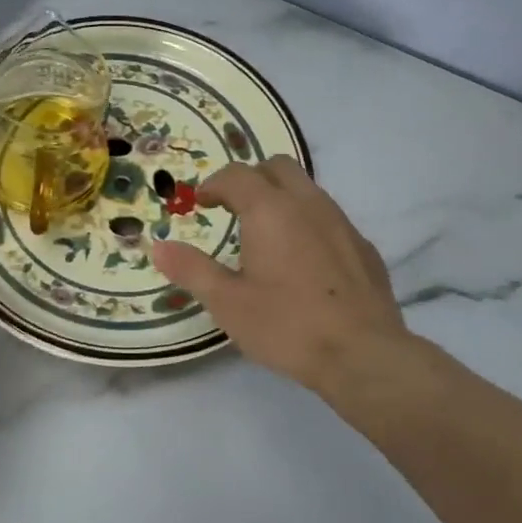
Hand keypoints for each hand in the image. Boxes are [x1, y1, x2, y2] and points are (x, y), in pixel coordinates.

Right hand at [151, 158, 410, 396]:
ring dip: (282, 199)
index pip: (237, 175)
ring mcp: (342, 223)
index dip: (214, 184)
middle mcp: (308, 204)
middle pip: (278, 167)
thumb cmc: (286, 325)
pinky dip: (309, 224)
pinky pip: (330, 218)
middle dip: (251, 179)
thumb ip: (192, 269)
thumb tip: (157, 247)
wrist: (363, 354)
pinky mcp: (364, 247)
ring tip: (266, 235)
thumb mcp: (227, 302)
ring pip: (308, 190)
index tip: (202, 203)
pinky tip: (304, 262)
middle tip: (233, 209)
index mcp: (270, 210)